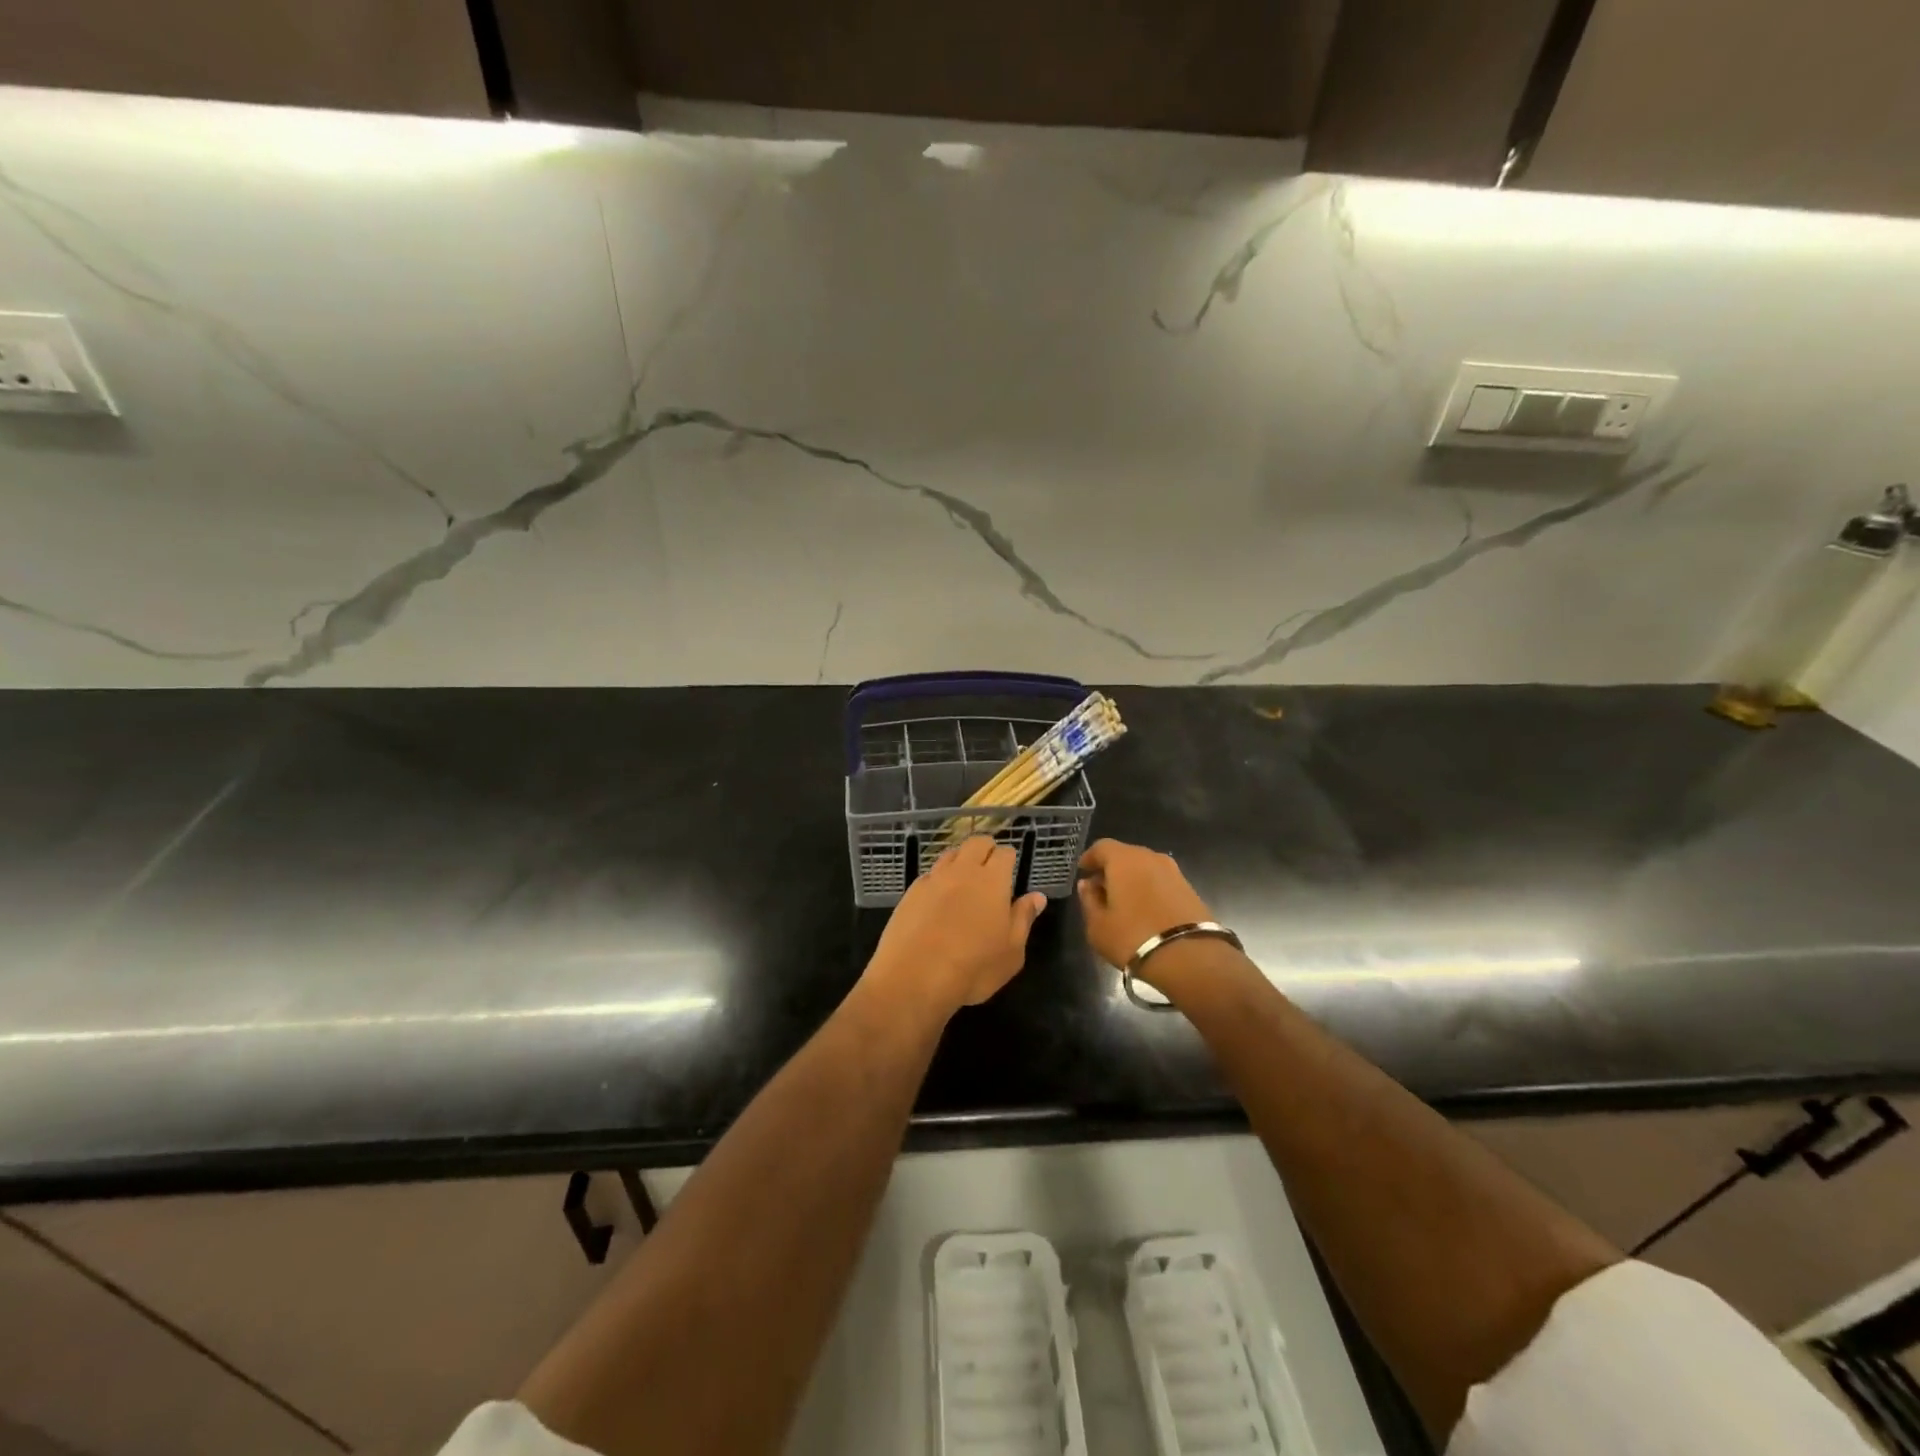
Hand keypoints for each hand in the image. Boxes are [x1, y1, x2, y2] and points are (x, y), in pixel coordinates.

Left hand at [864, 837, 1046, 1018]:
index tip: (1011, 868)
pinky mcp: (910, 892)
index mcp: (992, 881)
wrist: (914, 978)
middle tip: (990, 866)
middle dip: (985, 848)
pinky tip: (938, 898)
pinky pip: (930, 874)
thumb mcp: (1011, 952)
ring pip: (950, 854)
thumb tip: (1037, 896)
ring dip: (961, 859)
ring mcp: (933, 879)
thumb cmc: (973, 968)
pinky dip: (939, 879)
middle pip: (975, 843)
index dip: (1009, 857)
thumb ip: (1024, 919)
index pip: (1004, 853)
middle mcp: (962, 871)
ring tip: (964, 879)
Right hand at [1076, 838, 1216, 980]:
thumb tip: (1088, 885)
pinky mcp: (1190, 889)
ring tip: (1124, 903)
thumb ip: (1089, 900)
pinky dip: (1150, 890)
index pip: (1101, 847)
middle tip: (1101, 889)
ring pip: (1146, 868)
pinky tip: (1146, 911)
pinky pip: (1161, 882)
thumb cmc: (1133, 938)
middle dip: (1111, 869)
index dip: (1090, 858)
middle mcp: (1150, 857)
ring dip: (1132, 880)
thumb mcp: (1098, 925)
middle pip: (1125, 855)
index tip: (1083, 872)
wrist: (1190, 958)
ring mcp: (1174, 872)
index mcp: (1124, 859)